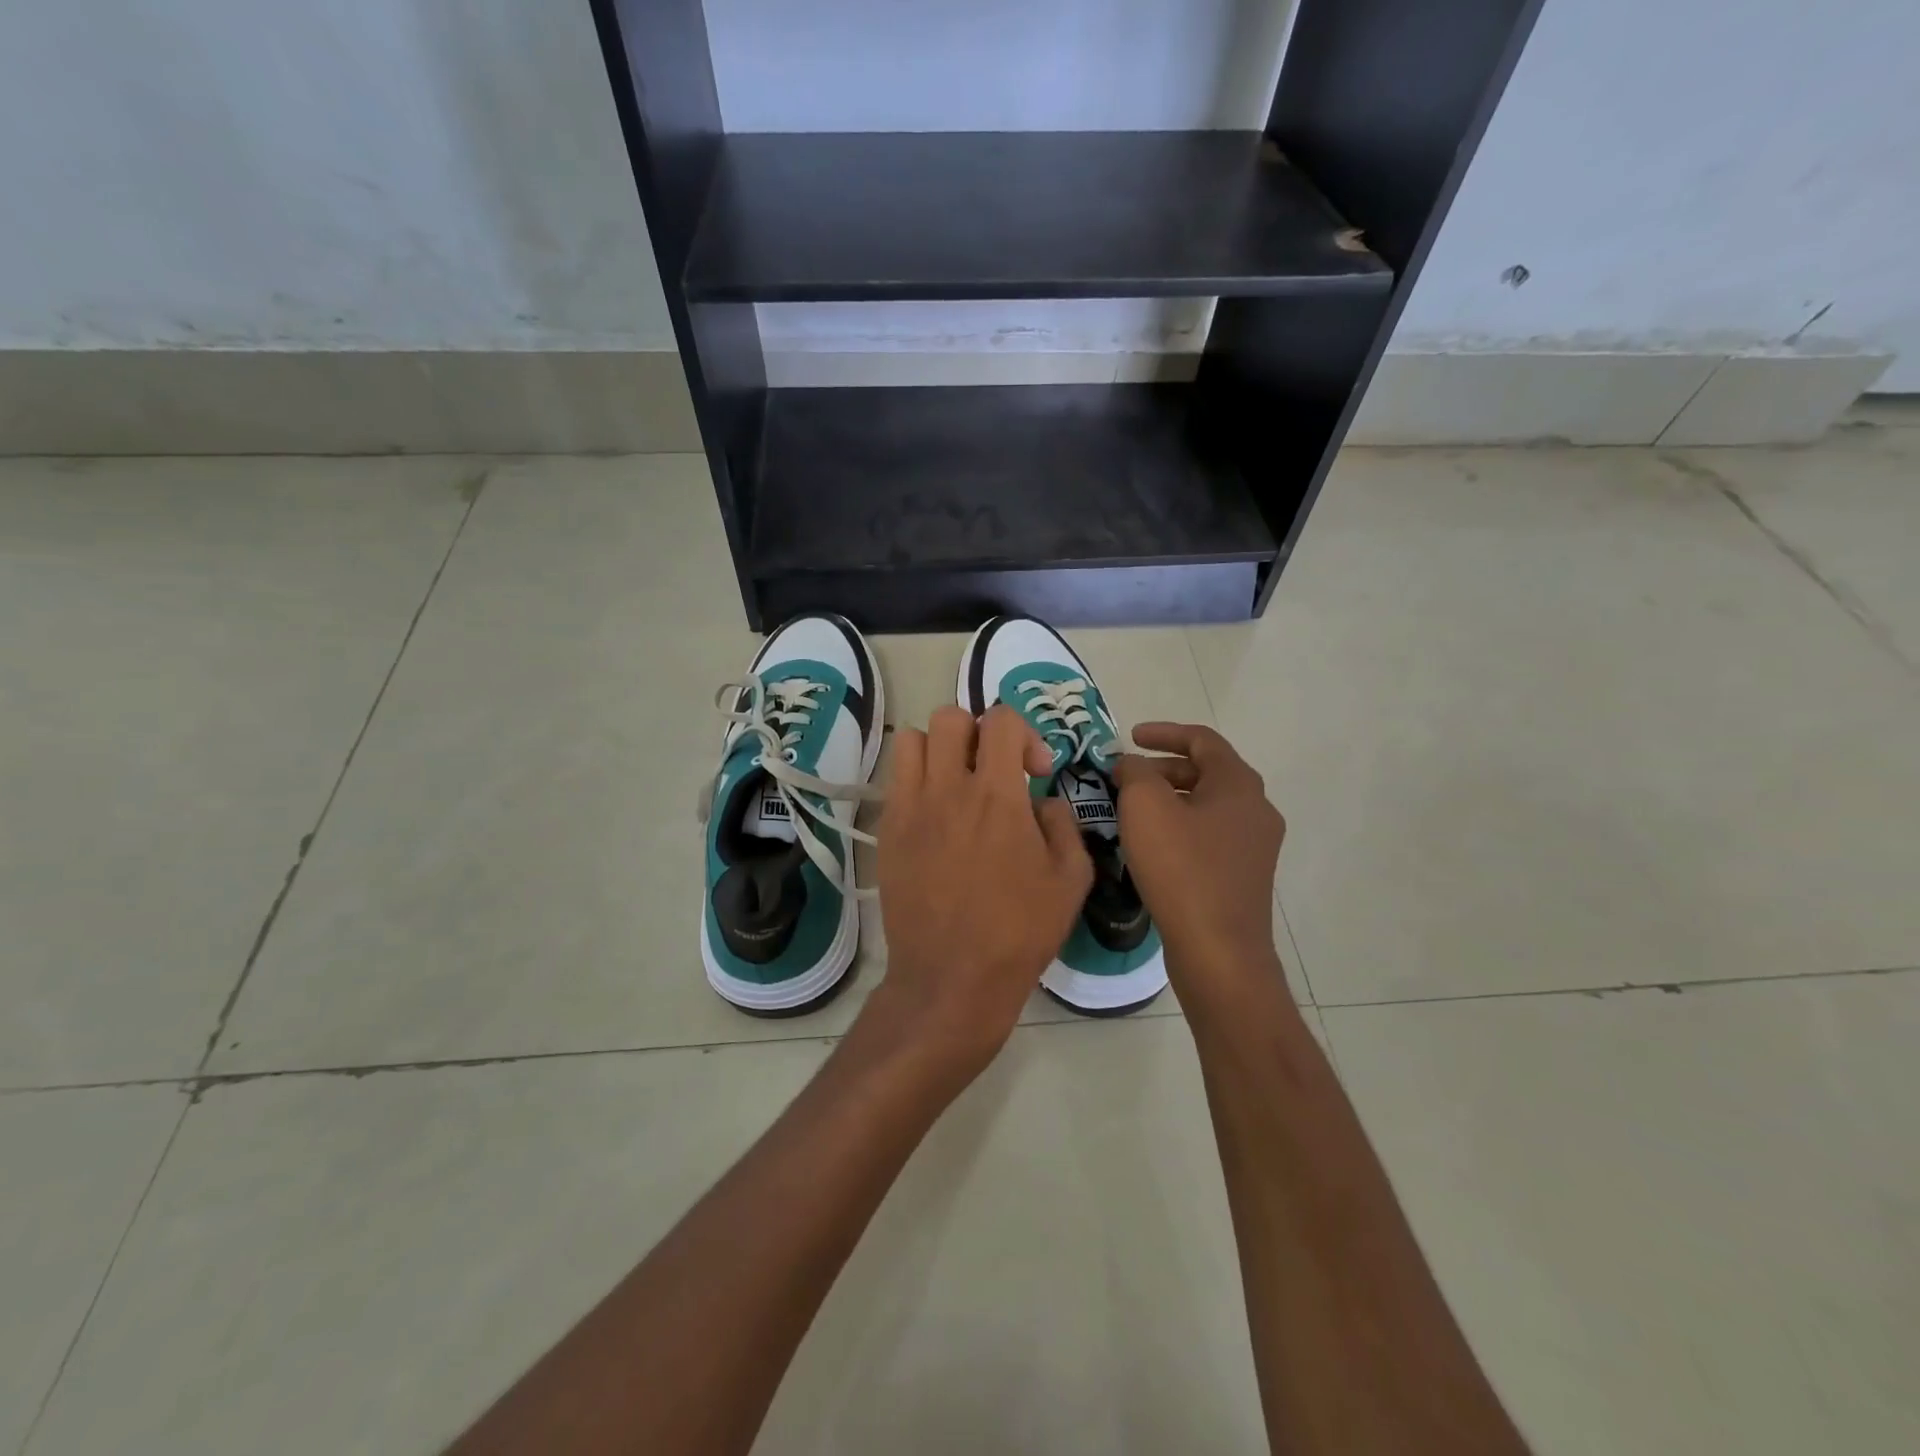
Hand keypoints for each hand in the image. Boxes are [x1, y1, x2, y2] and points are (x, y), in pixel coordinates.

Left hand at [864, 705, 1093, 1087]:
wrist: (951, 979)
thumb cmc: (1019, 932)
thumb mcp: (1071, 879)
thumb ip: (1063, 824)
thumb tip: (1043, 801)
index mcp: (997, 795)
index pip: (1001, 720)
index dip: (1025, 734)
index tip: (1036, 771)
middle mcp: (948, 789)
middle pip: (951, 718)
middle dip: (979, 733)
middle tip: (994, 770)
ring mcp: (910, 808)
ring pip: (913, 739)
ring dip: (940, 749)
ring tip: (957, 782)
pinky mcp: (887, 831)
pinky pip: (896, 779)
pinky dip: (917, 780)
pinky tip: (936, 815)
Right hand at [1113, 723, 1286, 1017]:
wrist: (1219, 951)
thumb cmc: (1182, 869)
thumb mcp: (1145, 807)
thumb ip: (1134, 772)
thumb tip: (1131, 764)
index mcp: (1239, 785)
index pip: (1202, 740)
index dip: (1163, 732)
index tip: (1129, 738)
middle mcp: (1256, 809)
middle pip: (1205, 772)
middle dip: (1161, 769)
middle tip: (1123, 778)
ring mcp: (1255, 845)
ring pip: (1206, 806)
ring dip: (1168, 799)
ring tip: (1130, 811)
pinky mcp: (1244, 875)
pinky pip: (1209, 835)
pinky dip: (1179, 827)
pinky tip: (1151, 846)